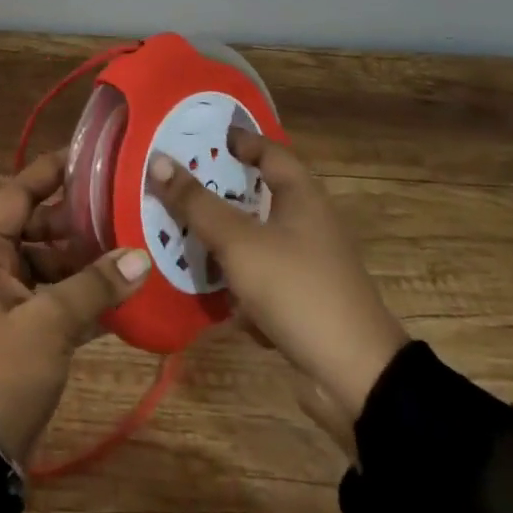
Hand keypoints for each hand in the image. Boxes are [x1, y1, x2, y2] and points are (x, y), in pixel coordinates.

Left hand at [0, 151, 152, 461]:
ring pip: (54, 263)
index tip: (94, 155)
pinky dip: (88, 294)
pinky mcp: (27, 329)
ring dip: (90, 259)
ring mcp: (11, 298)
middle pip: (41, 226)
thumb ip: (95, 285)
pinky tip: (129, 293)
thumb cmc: (1, 371)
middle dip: (82, 218)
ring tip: (138, 245)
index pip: (20, 192)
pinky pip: (60, 297)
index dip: (53, 171)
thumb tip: (142, 256)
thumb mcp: (49, 323)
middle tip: (129, 205)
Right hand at [148, 127, 407, 430]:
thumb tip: (158, 160)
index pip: (268, 149)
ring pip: (253, 237)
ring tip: (175, 229)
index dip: (236, 139)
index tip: (198, 136)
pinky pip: (259, 274)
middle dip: (216, 190)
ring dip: (220, 236)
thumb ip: (197, 203)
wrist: (355, 376)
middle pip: (256, 193)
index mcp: (301, 196)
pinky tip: (204, 285)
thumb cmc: (297, 290)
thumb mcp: (239, 242)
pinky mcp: (300, 297)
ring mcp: (305, 262)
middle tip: (173, 181)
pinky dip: (234, 276)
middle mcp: (307, 222)